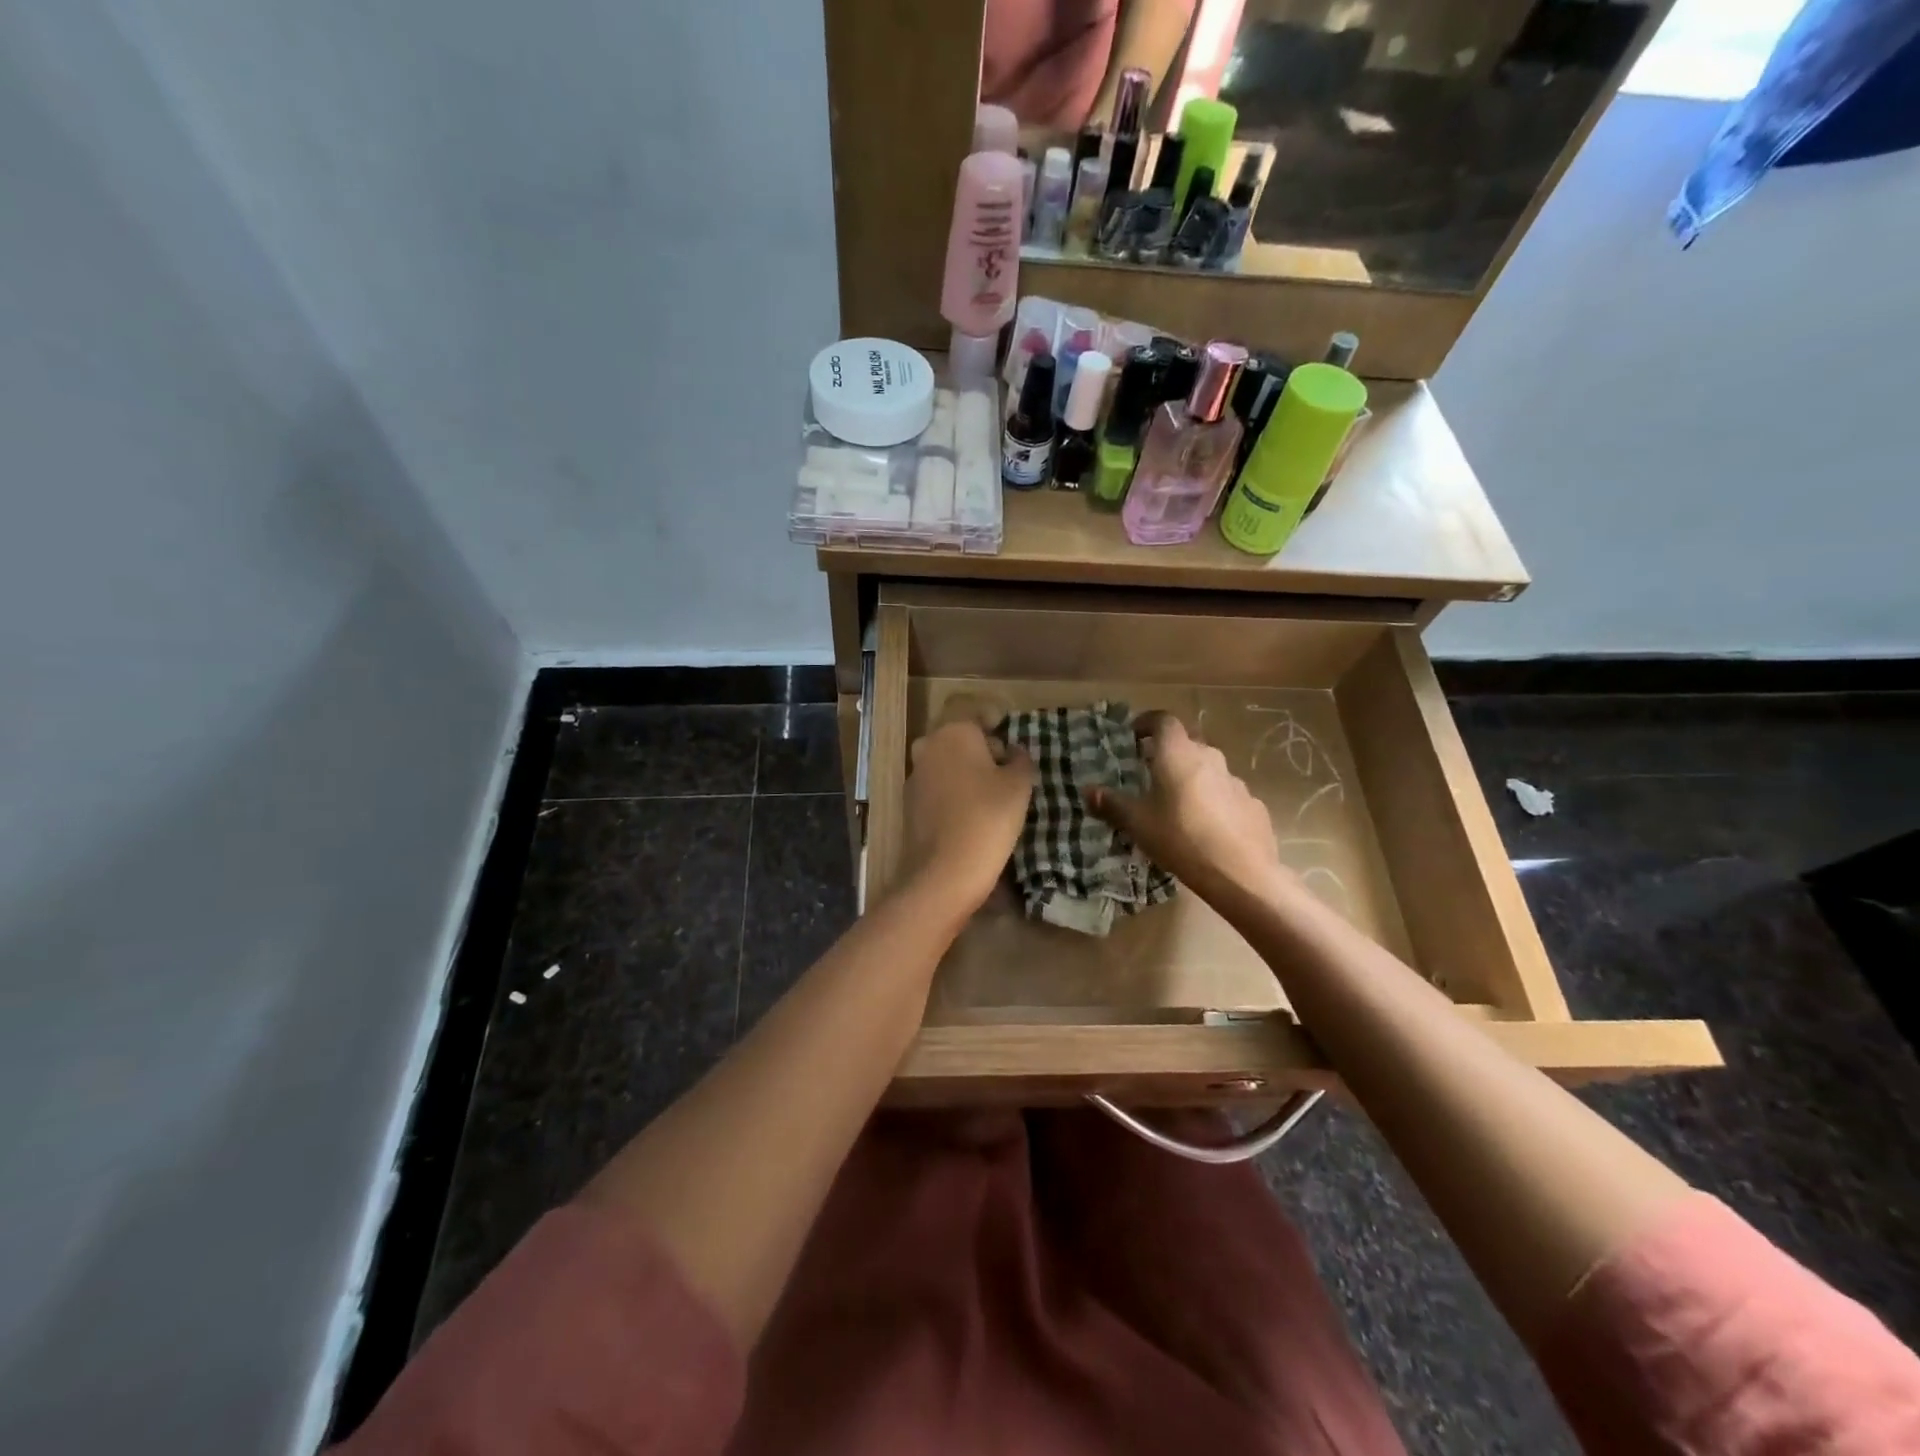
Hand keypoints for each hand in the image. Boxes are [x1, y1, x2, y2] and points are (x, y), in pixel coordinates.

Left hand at [902, 721, 1033, 913]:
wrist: (944, 871)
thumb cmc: (988, 818)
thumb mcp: (1019, 785)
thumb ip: (1020, 759)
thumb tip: (1013, 751)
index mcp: (953, 732)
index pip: (974, 710)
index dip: (994, 720)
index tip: (1010, 738)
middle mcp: (928, 746)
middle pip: (958, 735)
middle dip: (981, 747)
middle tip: (1006, 770)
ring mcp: (914, 774)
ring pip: (945, 760)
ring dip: (966, 769)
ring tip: (991, 795)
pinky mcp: (908, 802)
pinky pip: (936, 785)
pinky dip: (952, 790)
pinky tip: (969, 813)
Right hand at [1087, 713, 1283, 896]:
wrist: (1241, 873)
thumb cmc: (1181, 838)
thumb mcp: (1138, 824)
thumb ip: (1112, 804)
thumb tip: (1089, 791)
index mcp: (1177, 754)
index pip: (1163, 720)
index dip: (1147, 723)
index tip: (1134, 736)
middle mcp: (1209, 757)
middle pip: (1186, 743)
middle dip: (1167, 753)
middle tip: (1150, 773)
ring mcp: (1235, 780)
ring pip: (1207, 769)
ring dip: (1191, 778)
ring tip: (1176, 804)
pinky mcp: (1252, 804)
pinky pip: (1225, 793)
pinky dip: (1212, 800)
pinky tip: (1205, 827)